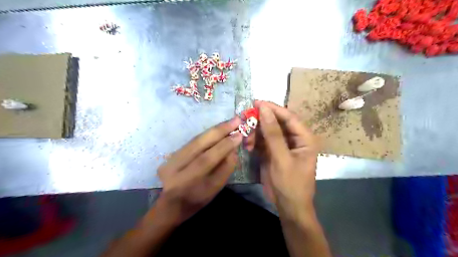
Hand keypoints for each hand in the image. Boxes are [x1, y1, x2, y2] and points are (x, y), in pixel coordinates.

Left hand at [155, 118, 242, 225]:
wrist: (172, 204)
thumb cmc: (197, 200)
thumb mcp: (215, 189)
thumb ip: (225, 168)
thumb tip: (233, 148)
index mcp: (185, 182)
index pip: (207, 159)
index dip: (224, 145)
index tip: (239, 134)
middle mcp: (173, 167)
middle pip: (198, 144)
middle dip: (219, 130)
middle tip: (235, 120)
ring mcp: (169, 159)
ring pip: (195, 139)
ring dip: (214, 129)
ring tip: (229, 122)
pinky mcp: (170, 154)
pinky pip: (193, 141)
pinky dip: (207, 134)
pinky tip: (218, 129)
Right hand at [254, 100, 318, 217]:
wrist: (288, 206)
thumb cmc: (290, 184)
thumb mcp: (281, 158)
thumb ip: (273, 133)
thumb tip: (264, 109)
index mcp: (304, 137)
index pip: (289, 116)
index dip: (273, 108)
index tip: (256, 102)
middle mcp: (294, 138)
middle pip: (277, 122)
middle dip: (261, 121)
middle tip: (246, 119)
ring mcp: (283, 145)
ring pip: (267, 131)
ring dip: (256, 133)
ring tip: (246, 139)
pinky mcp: (273, 151)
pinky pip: (262, 141)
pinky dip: (254, 142)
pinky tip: (248, 146)